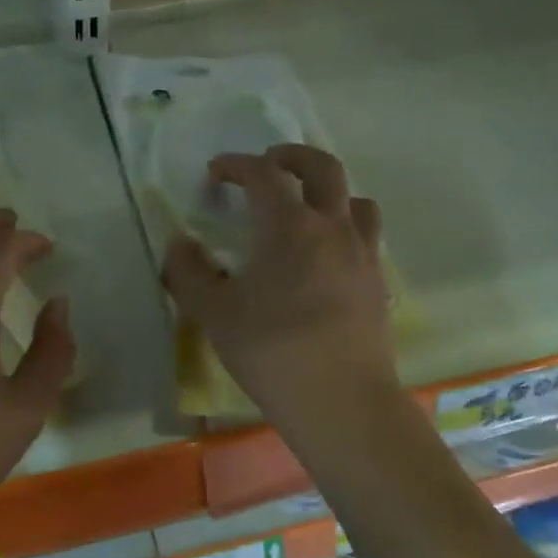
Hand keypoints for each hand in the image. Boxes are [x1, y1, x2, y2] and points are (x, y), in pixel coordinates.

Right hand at [164, 145, 399, 431]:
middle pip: (323, 168)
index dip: (238, 165)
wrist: (342, 402)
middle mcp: (333, 229)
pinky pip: (366, 237)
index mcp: (290, 227)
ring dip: (329, 191)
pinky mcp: (378, 284)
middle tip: (270, 162)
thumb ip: (189, 272)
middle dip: (293, 156)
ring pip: (356, 200)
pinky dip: (345, 228)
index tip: (217, 172)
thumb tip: (179, 244)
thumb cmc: (272, 352)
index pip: (264, 175)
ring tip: (307, 208)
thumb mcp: (214, 314)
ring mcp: (363, 255)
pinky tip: (326, 258)